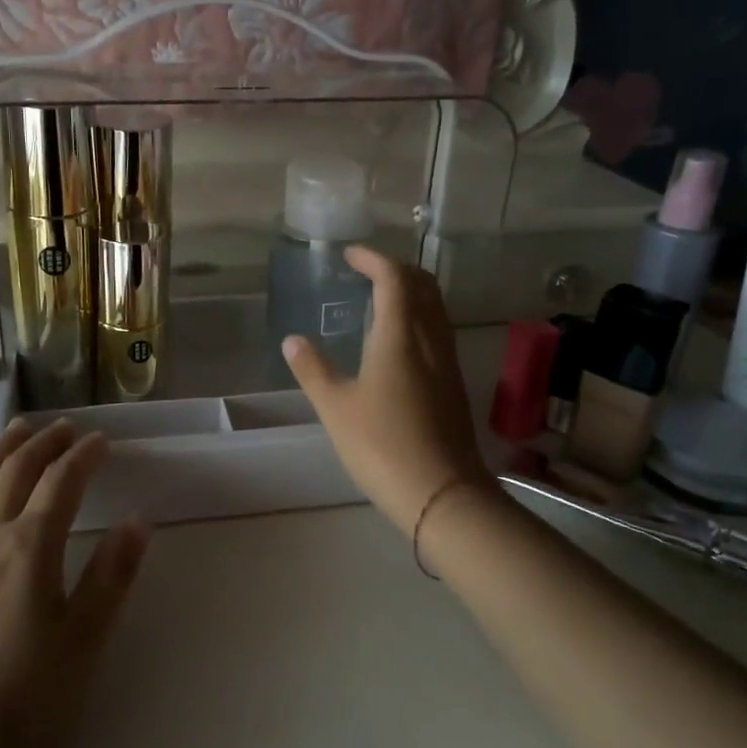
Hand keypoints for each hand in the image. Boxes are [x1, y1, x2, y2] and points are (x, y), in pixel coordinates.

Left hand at [0, 418, 148, 747]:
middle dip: (43, 443)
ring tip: (19, 432)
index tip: (103, 440)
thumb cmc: (19, 706)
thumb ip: (110, 577)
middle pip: (15, 473)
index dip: (83, 456)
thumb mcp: (82, 644)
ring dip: (4, 453)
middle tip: (65, 426)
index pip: (60, 482)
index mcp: (28, 548)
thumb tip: (136, 520)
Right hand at [283, 247, 495, 533]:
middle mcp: (430, 339)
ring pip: (436, 308)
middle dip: (397, 269)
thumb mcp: (336, 407)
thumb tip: (292, 340)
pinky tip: (400, 340)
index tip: (351, 255)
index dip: (373, 259)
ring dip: (412, 292)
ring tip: (382, 298)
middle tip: (368, 271)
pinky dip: (420, 316)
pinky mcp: (453, 383)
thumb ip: (313, 369)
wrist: (442, 492)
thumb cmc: (381, 444)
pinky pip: (439, 331)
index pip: (394, 279)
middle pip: (423, 286)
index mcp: (400, 336)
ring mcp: (447, 361)